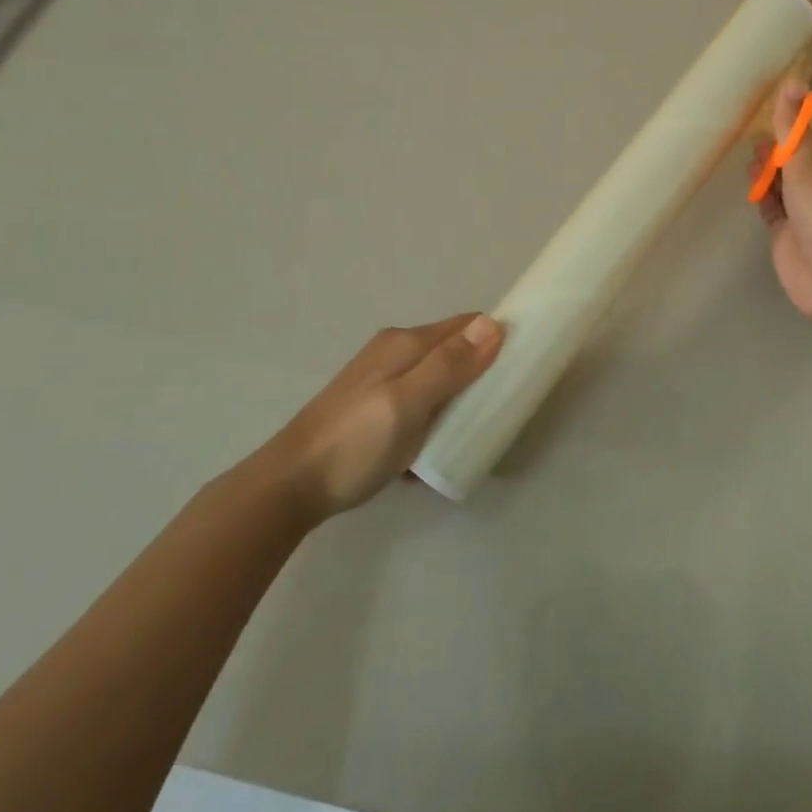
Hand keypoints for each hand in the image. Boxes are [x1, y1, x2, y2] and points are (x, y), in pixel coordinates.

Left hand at [263, 314, 501, 525]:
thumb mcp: (407, 403)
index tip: (522, 366)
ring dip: (459, 398)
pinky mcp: (375, 408)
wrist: (288, 487)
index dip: (496, 338)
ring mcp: (382, 381)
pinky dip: (436, 417)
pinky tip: (436, 446)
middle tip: (503, 404)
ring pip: (438, 379)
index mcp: (405, 343)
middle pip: (454, 351)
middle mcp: (395, 352)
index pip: (467, 324)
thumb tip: (494, 323)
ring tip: (475, 429)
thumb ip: (449, 365)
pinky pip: (421, 402)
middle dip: (481, 371)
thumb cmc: (354, 443)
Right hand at [751, 81, 811, 323]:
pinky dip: (762, 197)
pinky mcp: (788, 236)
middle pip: (795, 162)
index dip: (790, 131)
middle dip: (775, 153)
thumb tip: (792, 78)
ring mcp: (806, 214)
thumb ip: (793, 125)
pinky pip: (772, 209)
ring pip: (782, 186)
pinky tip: (751, 189)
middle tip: (754, 147)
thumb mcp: (809, 162)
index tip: (767, 122)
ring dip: (766, 174)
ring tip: (749, 166)